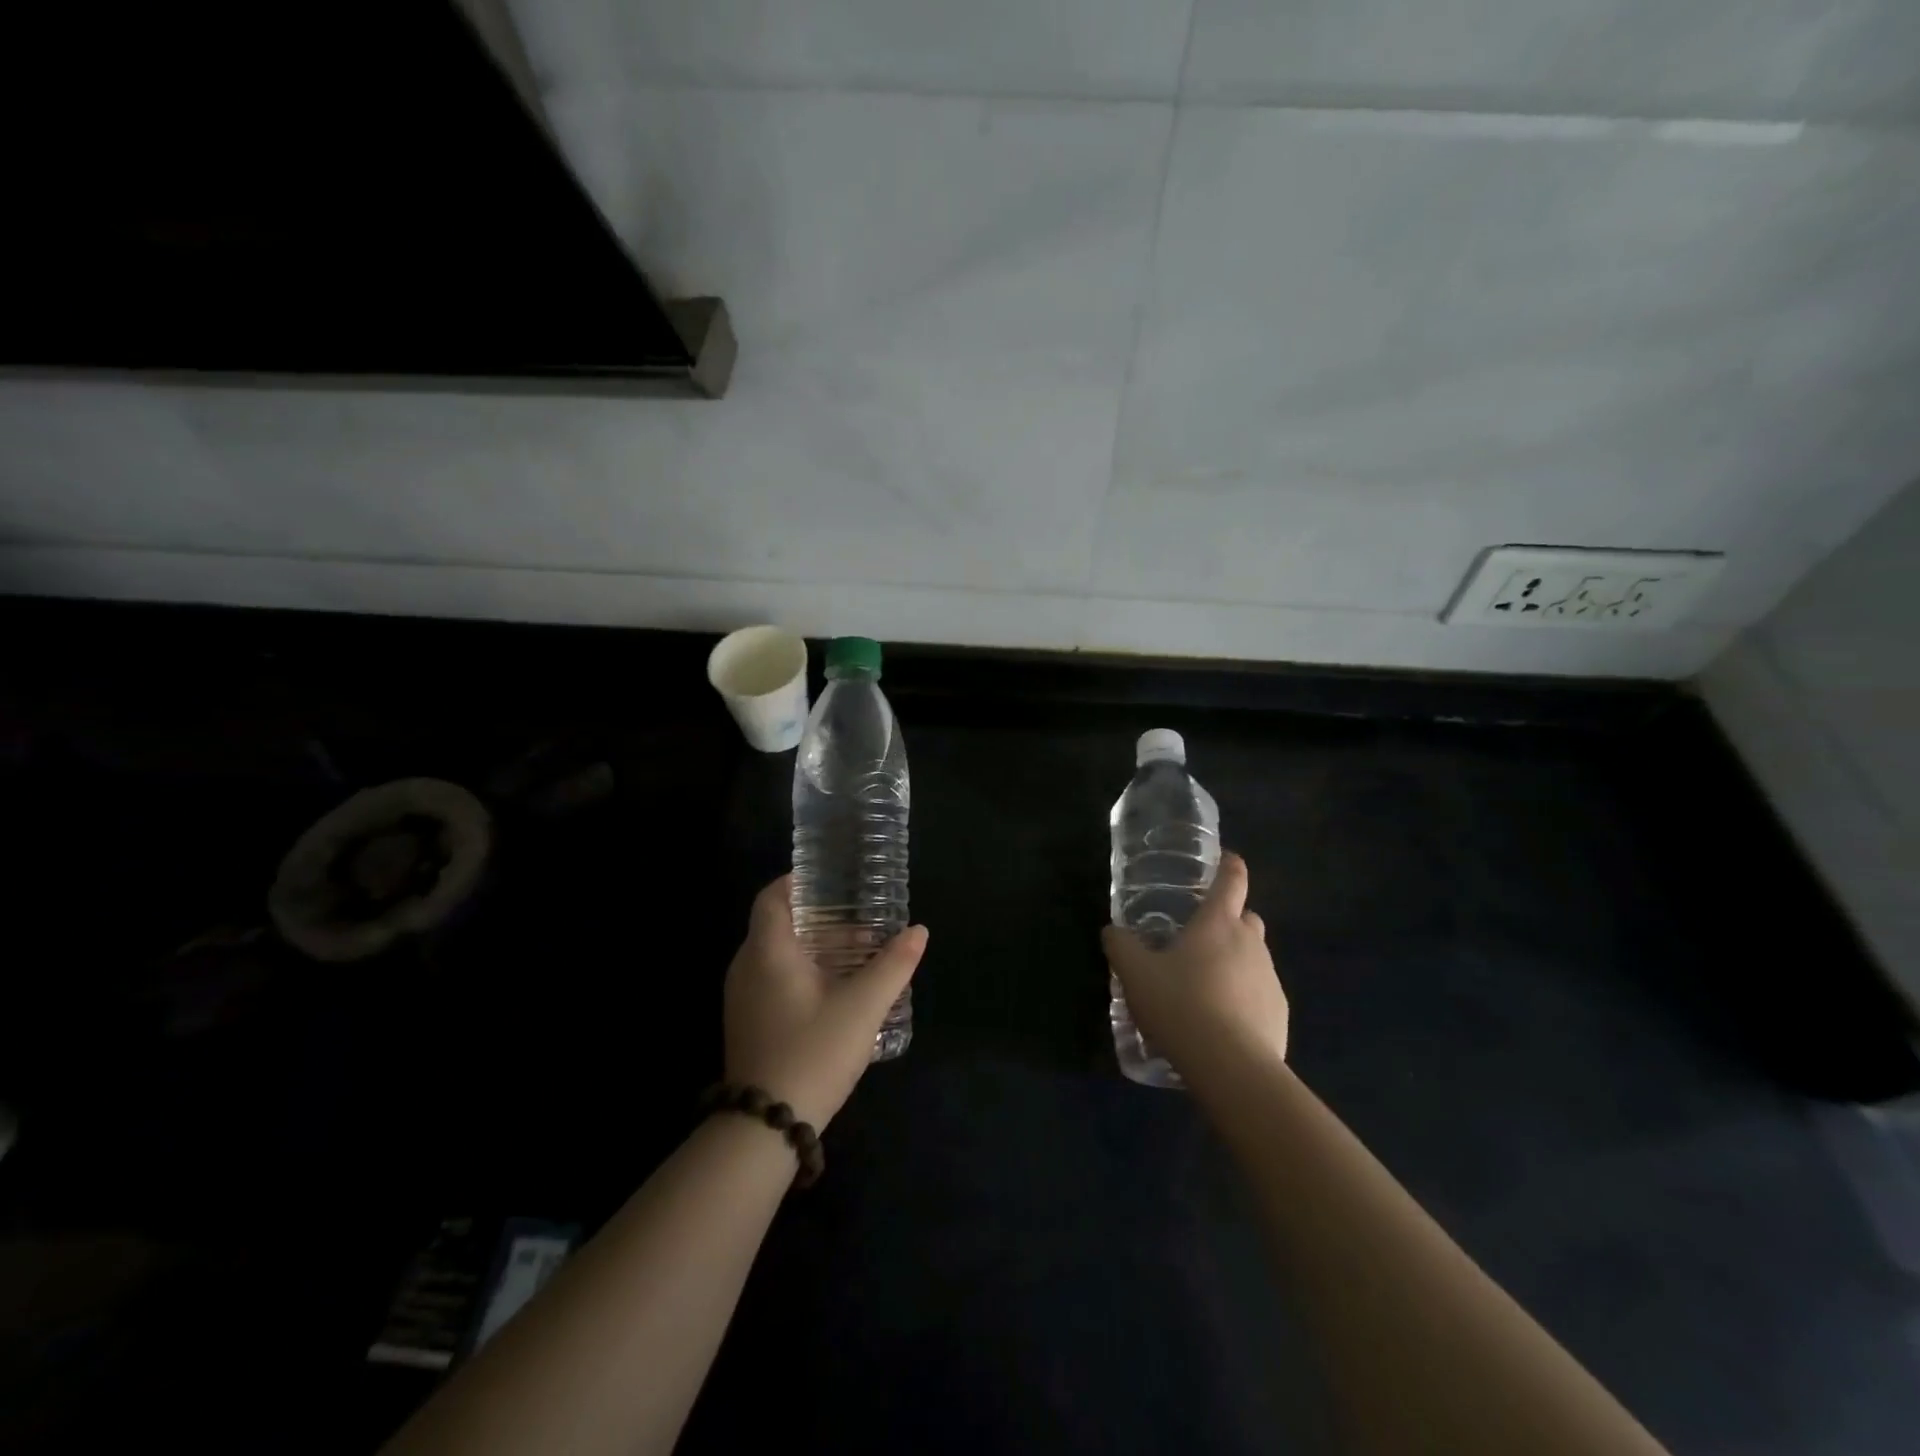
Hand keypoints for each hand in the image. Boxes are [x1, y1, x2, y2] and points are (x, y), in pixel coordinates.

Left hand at [723, 875, 928, 1129]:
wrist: (766, 1126)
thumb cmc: (813, 1052)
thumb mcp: (863, 1006)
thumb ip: (894, 965)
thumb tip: (919, 932)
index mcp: (768, 951)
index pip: (772, 896)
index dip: (798, 881)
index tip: (831, 880)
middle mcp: (747, 967)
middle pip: (779, 925)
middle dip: (820, 918)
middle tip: (861, 919)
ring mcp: (742, 998)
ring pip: (778, 955)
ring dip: (815, 949)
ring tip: (859, 955)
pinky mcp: (748, 1022)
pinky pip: (773, 980)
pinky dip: (803, 972)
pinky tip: (837, 991)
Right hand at [1101, 852, 1286, 1089]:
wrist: (1231, 1067)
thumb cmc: (1181, 1005)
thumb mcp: (1135, 973)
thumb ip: (1120, 946)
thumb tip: (1112, 931)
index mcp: (1218, 923)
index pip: (1232, 880)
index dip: (1229, 866)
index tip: (1226, 860)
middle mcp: (1251, 943)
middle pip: (1246, 919)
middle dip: (1228, 922)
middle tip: (1197, 941)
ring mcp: (1270, 979)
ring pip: (1253, 958)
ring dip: (1234, 964)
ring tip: (1202, 990)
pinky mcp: (1280, 1015)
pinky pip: (1260, 995)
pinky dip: (1244, 999)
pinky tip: (1220, 1023)